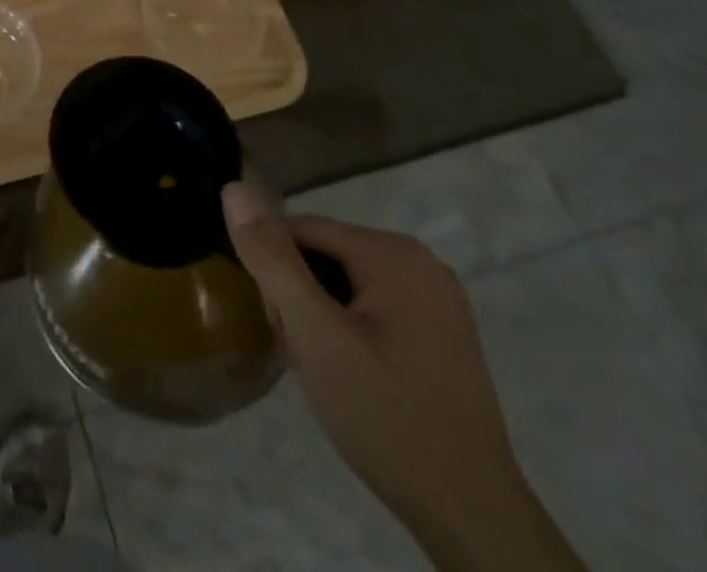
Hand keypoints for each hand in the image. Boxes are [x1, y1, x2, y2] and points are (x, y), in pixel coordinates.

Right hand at [222, 184, 582, 571]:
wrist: (472, 517)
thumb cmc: (386, 417)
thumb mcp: (315, 335)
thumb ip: (272, 259)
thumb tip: (234, 189)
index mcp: (394, 252)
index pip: (301, 230)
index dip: (275, 273)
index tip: (278, 326)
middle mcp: (420, 261)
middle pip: (323, 255)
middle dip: (299, 298)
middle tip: (305, 357)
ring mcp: (436, 298)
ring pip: (344, 283)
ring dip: (319, 317)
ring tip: (325, 371)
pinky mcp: (440, 332)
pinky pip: (371, 308)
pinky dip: (348, 332)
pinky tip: (351, 375)